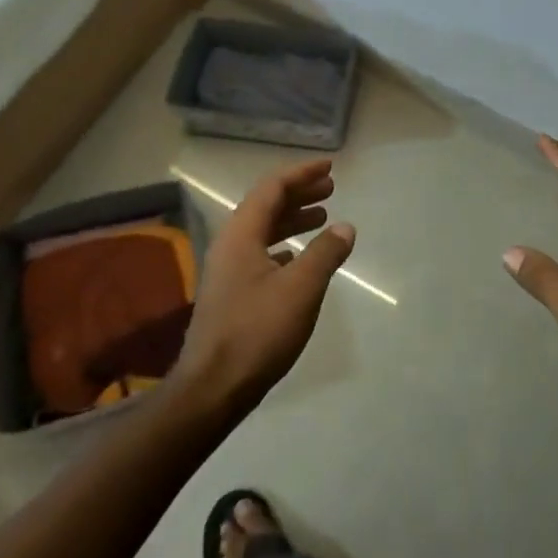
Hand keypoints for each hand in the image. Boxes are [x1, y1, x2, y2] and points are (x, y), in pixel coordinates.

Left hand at [172, 159, 355, 412]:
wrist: (211, 390)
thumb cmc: (257, 332)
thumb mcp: (301, 289)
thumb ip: (325, 253)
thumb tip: (345, 227)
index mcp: (241, 234)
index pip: (272, 188)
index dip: (301, 174)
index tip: (329, 168)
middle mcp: (230, 245)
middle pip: (266, 206)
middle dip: (299, 194)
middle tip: (331, 189)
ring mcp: (227, 271)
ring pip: (263, 231)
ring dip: (292, 219)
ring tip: (323, 218)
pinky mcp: (231, 295)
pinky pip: (260, 254)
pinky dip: (284, 246)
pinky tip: (299, 257)